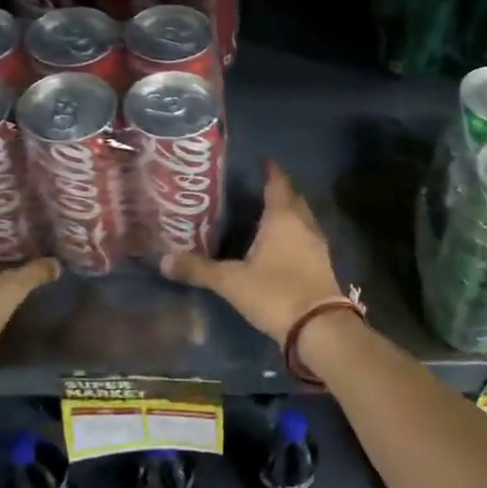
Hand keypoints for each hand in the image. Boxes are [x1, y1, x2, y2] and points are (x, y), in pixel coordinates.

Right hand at [161, 160, 344, 342]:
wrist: (320, 327)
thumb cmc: (275, 293)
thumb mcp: (231, 282)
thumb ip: (199, 269)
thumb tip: (163, 260)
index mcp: (282, 218)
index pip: (277, 184)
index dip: (270, 171)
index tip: (262, 161)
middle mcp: (303, 225)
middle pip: (293, 199)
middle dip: (279, 191)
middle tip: (260, 188)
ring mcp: (317, 245)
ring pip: (303, 219)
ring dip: (289, 213)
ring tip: (268, 214)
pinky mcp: (323, 265)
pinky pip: (307, 238)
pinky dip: (295, 234)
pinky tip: (282, 245)